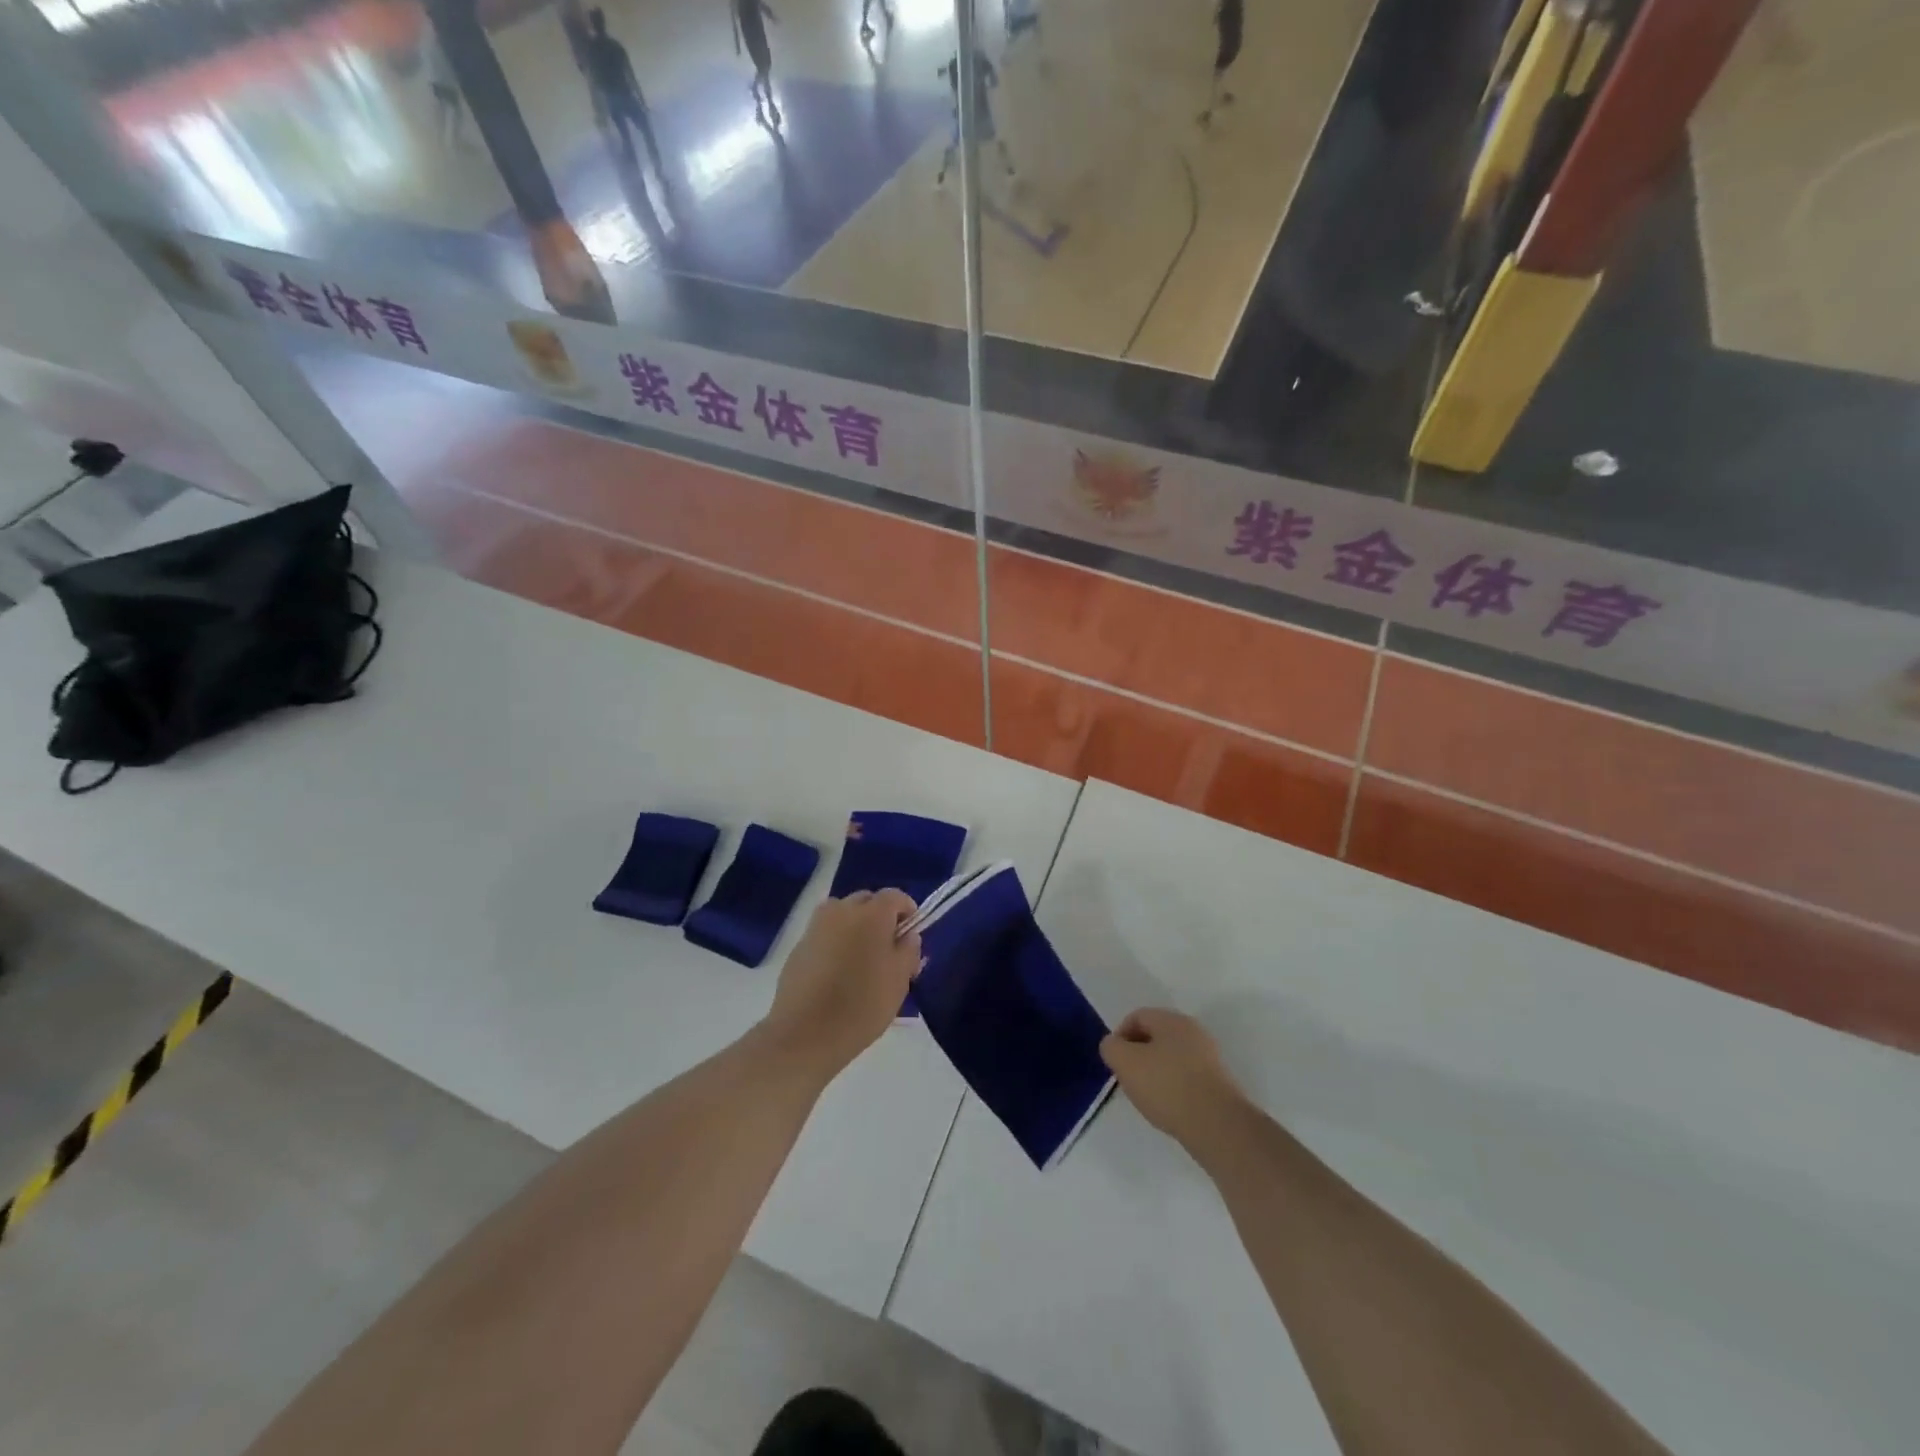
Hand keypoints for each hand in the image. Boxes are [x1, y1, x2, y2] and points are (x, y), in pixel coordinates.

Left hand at [762, 891, 919, 1079]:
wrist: (806, 1033)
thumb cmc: (863, 1005)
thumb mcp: (900, 980)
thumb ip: (909, 950)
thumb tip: (907, 935)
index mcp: (872, 913)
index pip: (895, 896)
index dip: (908, 912)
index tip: (911, 936)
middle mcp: (842, 909)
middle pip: (867, 901)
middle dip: (881, 918)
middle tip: (888, 949)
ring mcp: (816, 926)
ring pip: (843, 914)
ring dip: (856, 927)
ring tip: (861, 959)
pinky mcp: (799, 945)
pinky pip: (825, 933)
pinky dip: (835, 942)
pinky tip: (837, 972)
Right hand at [1100, 1009, 1247, 1154]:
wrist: (1218, 1125)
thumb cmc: (1167, 1086)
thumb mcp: (1125, 1063)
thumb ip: (1111, 1047)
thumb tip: (1114, 1045)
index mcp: (1171, 1020)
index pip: (1137, 1016)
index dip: (1120, 1036)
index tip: (1114, 1062)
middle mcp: (1193, 1031)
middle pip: (1155, 1035)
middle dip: (1137, 1054)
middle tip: (1128, 1078)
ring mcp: (1209, 1057)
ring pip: (1171, 1056)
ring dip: (1155, 1071)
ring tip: (1148, 1096)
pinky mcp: (1219, 1082)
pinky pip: (1186, 1076)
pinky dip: (1173, 1086)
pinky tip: (1169, 1106)